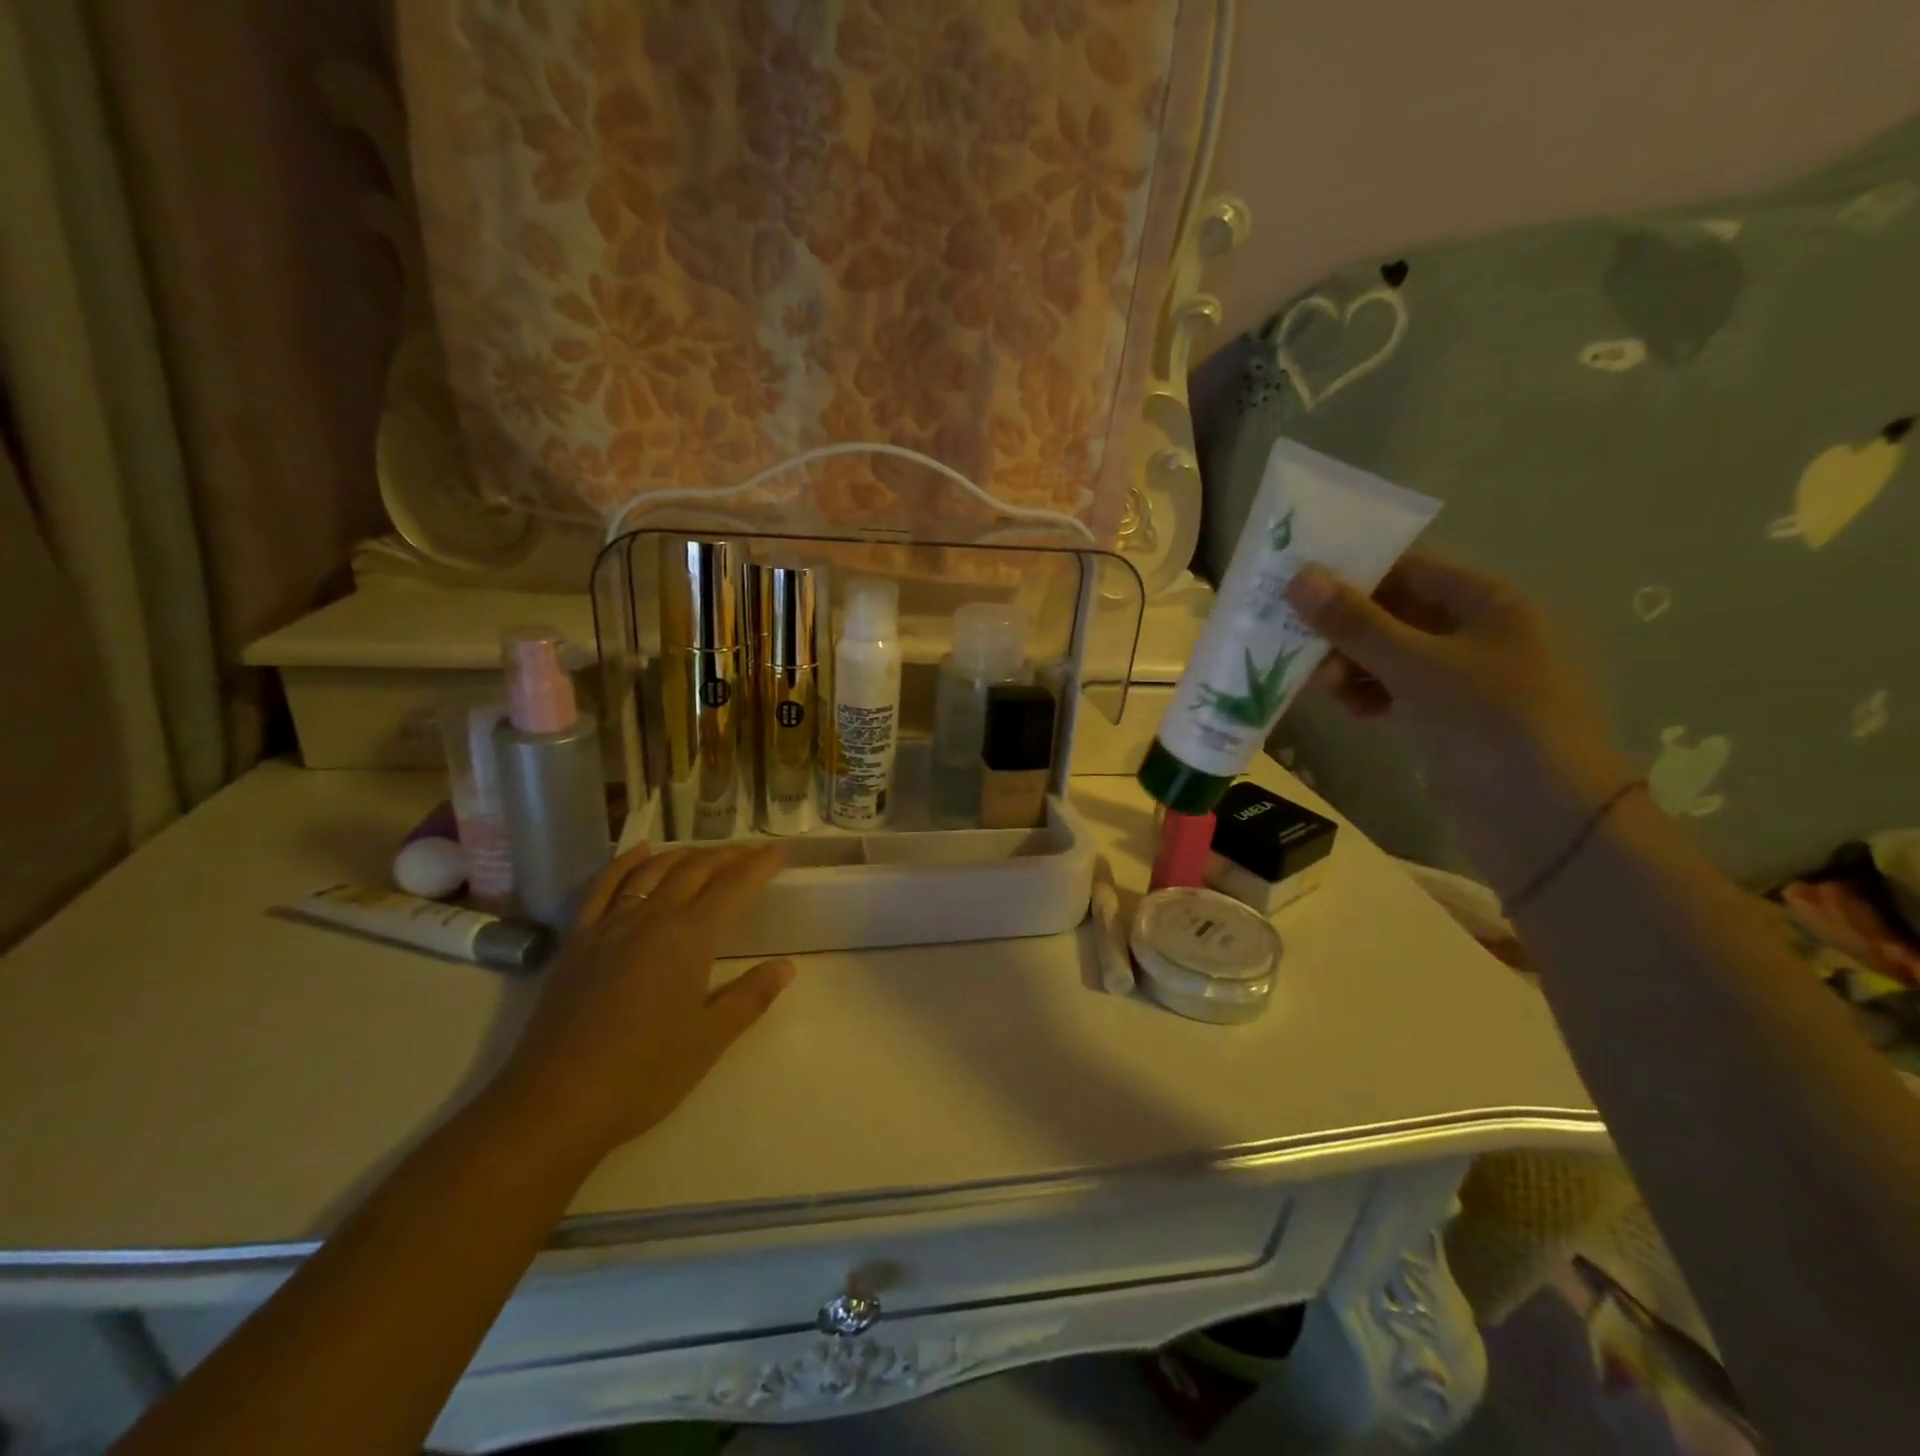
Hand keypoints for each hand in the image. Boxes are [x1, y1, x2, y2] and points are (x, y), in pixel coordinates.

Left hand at [492, 844, 795, 1163]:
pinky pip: (604, 886)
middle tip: (749, 854)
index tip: (779, 852)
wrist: (555, 1103)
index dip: (759, 865)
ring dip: (684, 855)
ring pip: (652, 871)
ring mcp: (610, 925)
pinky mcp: (577, 940)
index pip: (733, 886)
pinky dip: (625, 863)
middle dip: (727, 856)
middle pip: (695, 869)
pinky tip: (640, 852)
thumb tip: (786, 966)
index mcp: (689, 938)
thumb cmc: (644, 1074)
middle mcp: (651, 918)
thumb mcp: (710, 1039)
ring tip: (706, 854)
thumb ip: (750, 997)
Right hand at [1286, 555, 1634, 890]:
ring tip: (1324, 688)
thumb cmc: (1487, 721)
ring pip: (1387, 655)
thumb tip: (1299, 577)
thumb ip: (1354, 623)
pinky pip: (1393, 691)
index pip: (1407, 568)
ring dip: (1350, 666)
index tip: (1298, 588)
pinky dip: (1367, 695)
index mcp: (1484, 602)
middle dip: (1344, 629)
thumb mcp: (1414, 666)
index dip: (1353, 574)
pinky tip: (1350, 711)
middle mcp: (1473, 632)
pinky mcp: (1445, 716)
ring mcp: (1459, 677)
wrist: (1541, 817)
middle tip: (1298, 645)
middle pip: (1392, 613)